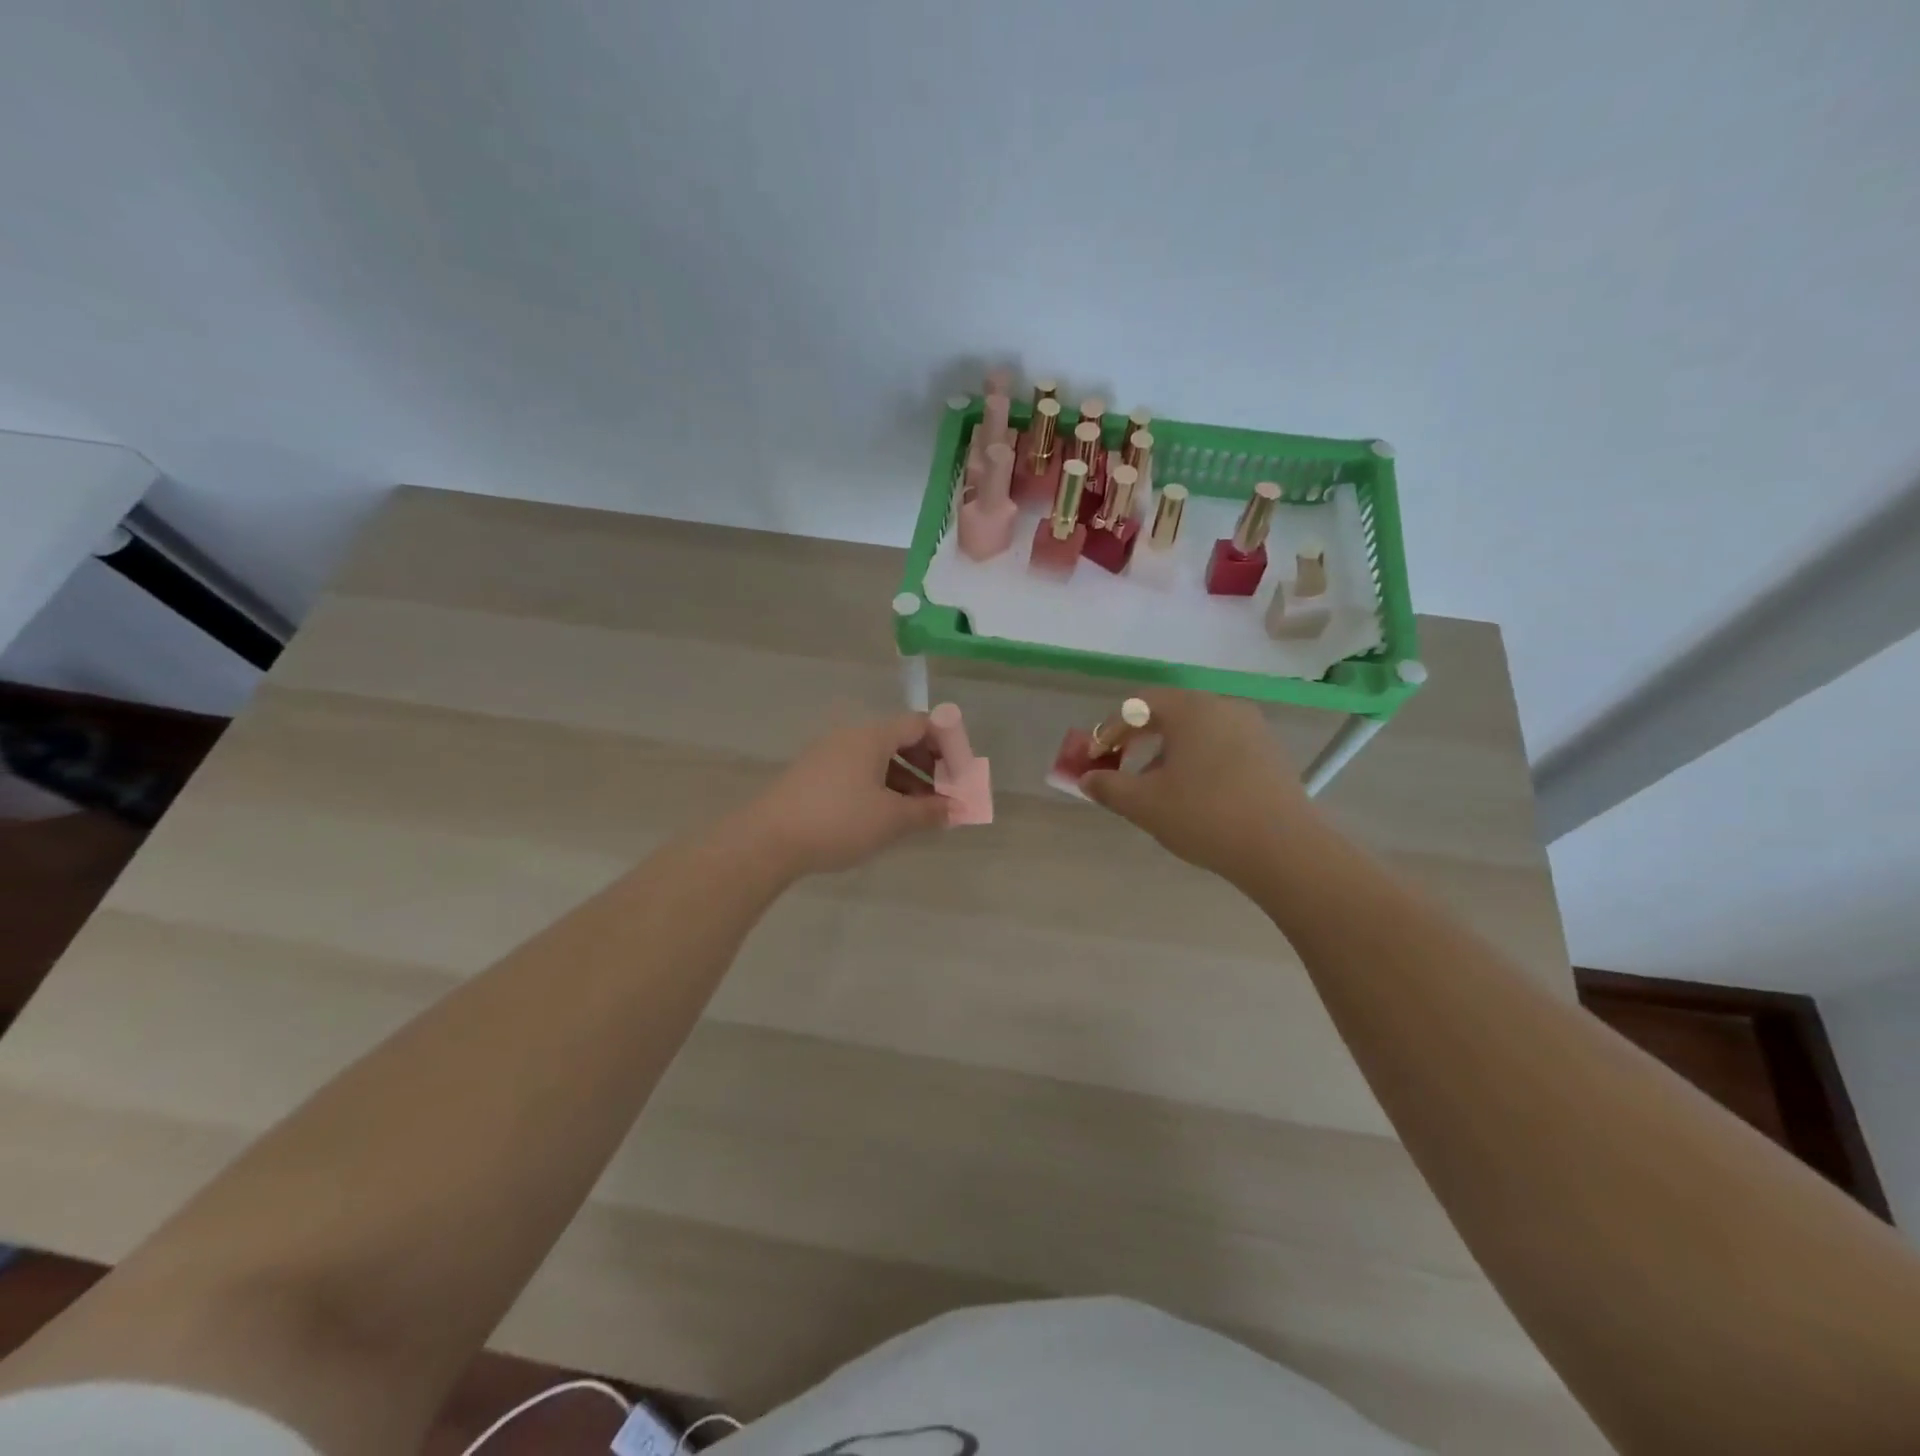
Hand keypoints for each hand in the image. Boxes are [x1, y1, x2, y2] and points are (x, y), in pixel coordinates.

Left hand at [746, 711, 950, 874]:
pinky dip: (881, 786)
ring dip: (905, 780)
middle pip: (900, 739)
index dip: (948, 746)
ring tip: (918, 812)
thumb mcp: (891, 819)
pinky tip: (885, 815)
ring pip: (878, 758)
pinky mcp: (813, 775)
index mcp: (872, 736)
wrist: (767, 840)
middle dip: (928, 766)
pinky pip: (858, 771)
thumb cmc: (838, 821)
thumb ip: (928, 811)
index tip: (960, 776)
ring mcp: (828, 754)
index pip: (921, 724)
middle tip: (943, 796)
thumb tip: (956, 808)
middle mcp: (850, 737)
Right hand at [1080, 689, 1322, 886]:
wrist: (1284, 849)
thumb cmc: (1205, 816)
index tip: (1094, 758)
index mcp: (1190, 709)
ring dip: (1165, 751)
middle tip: (1118, 765)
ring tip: (1153, 785)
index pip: (1137, 705)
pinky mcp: (1269, 753)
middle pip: (1168, 712)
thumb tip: (1087, 779)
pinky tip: (1191, 793)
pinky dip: (1196, 759)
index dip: (1108, 730)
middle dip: (1136, 738)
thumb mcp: (1144, 804)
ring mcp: (1252, 728)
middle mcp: (1222, 707)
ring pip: (1195, 730)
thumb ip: (1108, 786)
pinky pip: (1220, 744)